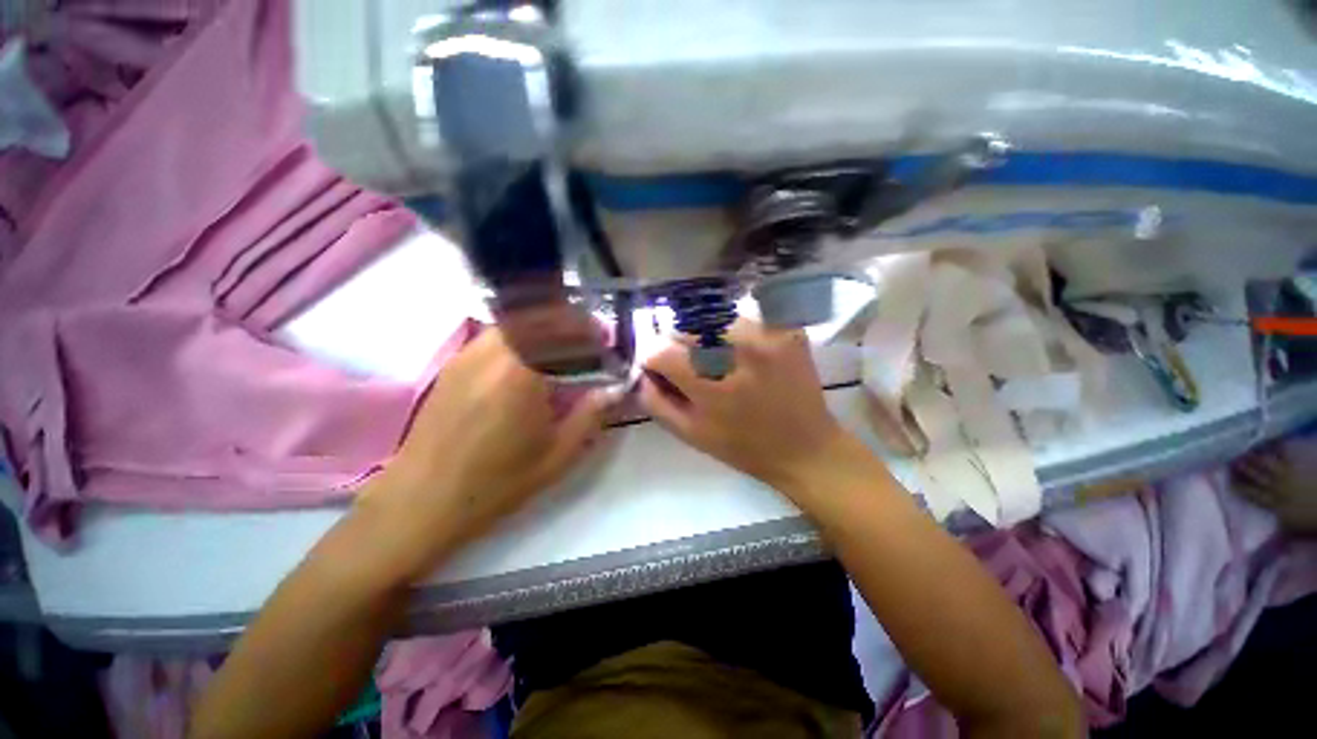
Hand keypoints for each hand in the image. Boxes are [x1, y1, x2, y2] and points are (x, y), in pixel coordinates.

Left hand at [361, 328, 614, 579]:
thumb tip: (615, 390)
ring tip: (557, 350)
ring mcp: (468, 355)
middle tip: (583, 342)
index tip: (602, 338)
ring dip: (541, 327)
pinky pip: (494, 335)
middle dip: (566, 322)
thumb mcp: (557, 455)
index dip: (587, 329)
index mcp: (522, 373)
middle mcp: (492, 353)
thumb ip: (590, 415)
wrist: (422, 500)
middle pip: (536, 315)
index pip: (560, 329)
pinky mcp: (453, 364)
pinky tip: (525, 364)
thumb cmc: (497, 483)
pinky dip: (518, 337)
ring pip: (513, 320)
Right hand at [639, 320, 849, 492]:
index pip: (661, 350)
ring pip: (713, 318)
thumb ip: (656, 402)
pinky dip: (733, 332)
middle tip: (689, 364)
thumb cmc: (743, 447)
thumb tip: (642, 371)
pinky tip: (741, 353)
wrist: (805, 447)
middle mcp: (739, 352)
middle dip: (677, 344)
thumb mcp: (691, 435)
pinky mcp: (786, 329)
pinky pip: (744, 318)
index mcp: (713, 386)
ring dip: (705, 335)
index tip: (660, 368)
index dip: (653, 358)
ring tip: (716, 357)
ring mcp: (768, 335)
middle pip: (686, 327)